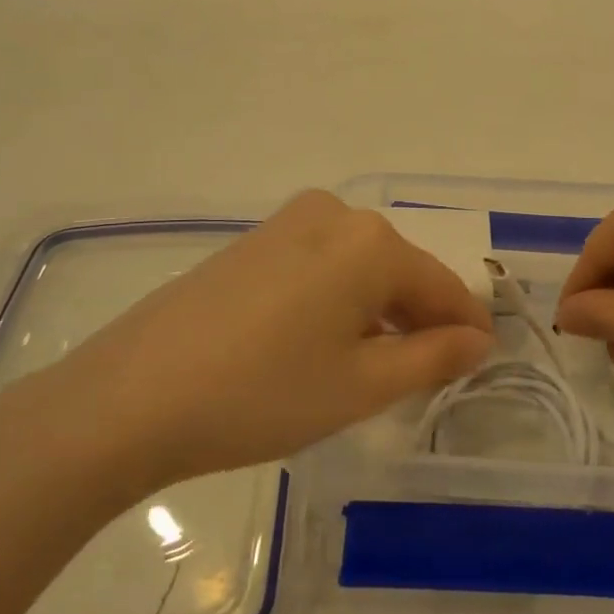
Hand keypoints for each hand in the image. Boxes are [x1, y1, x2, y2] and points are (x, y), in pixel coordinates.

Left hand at [0, 192, 493, 512]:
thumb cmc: (264, 393)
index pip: (441, 284)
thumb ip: (432, 358)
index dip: (467, 325)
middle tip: (428, 373)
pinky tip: (323, 343)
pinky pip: (321, 265)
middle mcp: (334, 215)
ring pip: (359, 267)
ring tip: (377, 367)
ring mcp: (287, 223)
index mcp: (371, 242)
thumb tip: (478, 339)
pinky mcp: (252, 242)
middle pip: (400, 270)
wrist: (130, 398)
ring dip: (379, 310)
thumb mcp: (362, 386)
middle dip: (420, 318)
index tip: (484, 359)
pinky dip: (338, 300)